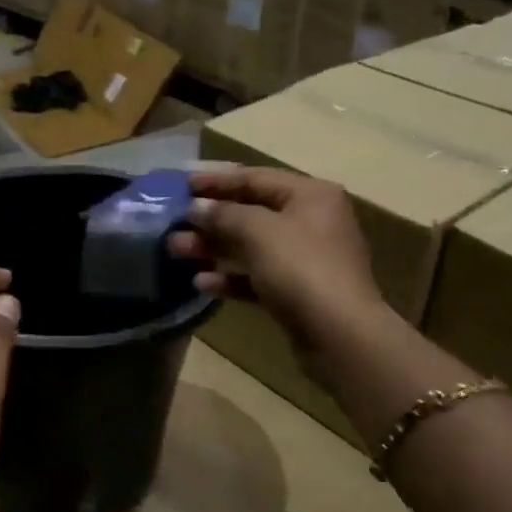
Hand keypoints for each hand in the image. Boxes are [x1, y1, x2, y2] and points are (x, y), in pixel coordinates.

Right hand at [167, 167, 384, 351]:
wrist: (339, 334)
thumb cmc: (301, 269)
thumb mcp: (258, 232)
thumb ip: (223, 214)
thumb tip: (196, 207)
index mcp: (311, 195)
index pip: (256, 178)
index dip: (216, 180)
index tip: (180, 185)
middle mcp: (312, 221)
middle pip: (252, 213)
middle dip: (210, 219)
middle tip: (172, 224)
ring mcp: (306, 260)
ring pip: (252, 247)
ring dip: (214, 248)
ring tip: (176, 251)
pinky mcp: (298, 293)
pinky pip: (258, 278)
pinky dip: (231, 278)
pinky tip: (201, 283)